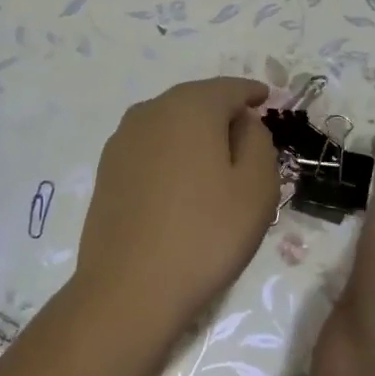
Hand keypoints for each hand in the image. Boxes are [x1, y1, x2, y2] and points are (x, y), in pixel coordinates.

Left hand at [72, 77, 280, 343]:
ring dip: (194, 132)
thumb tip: (242, 122)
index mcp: (189, 107)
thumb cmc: (205, 235)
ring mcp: (122, 139)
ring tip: (216, 159)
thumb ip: (258, 141)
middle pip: (195, 100)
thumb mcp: (257, 188)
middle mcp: (150, 111)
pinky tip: (181, 179)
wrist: (129, 287)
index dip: (252, 92)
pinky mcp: (108, 169)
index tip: (266, 99)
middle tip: (247, 133)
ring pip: (169, 122)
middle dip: (222, 111)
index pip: (229, 88)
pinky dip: (171, 152)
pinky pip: (150, 146)